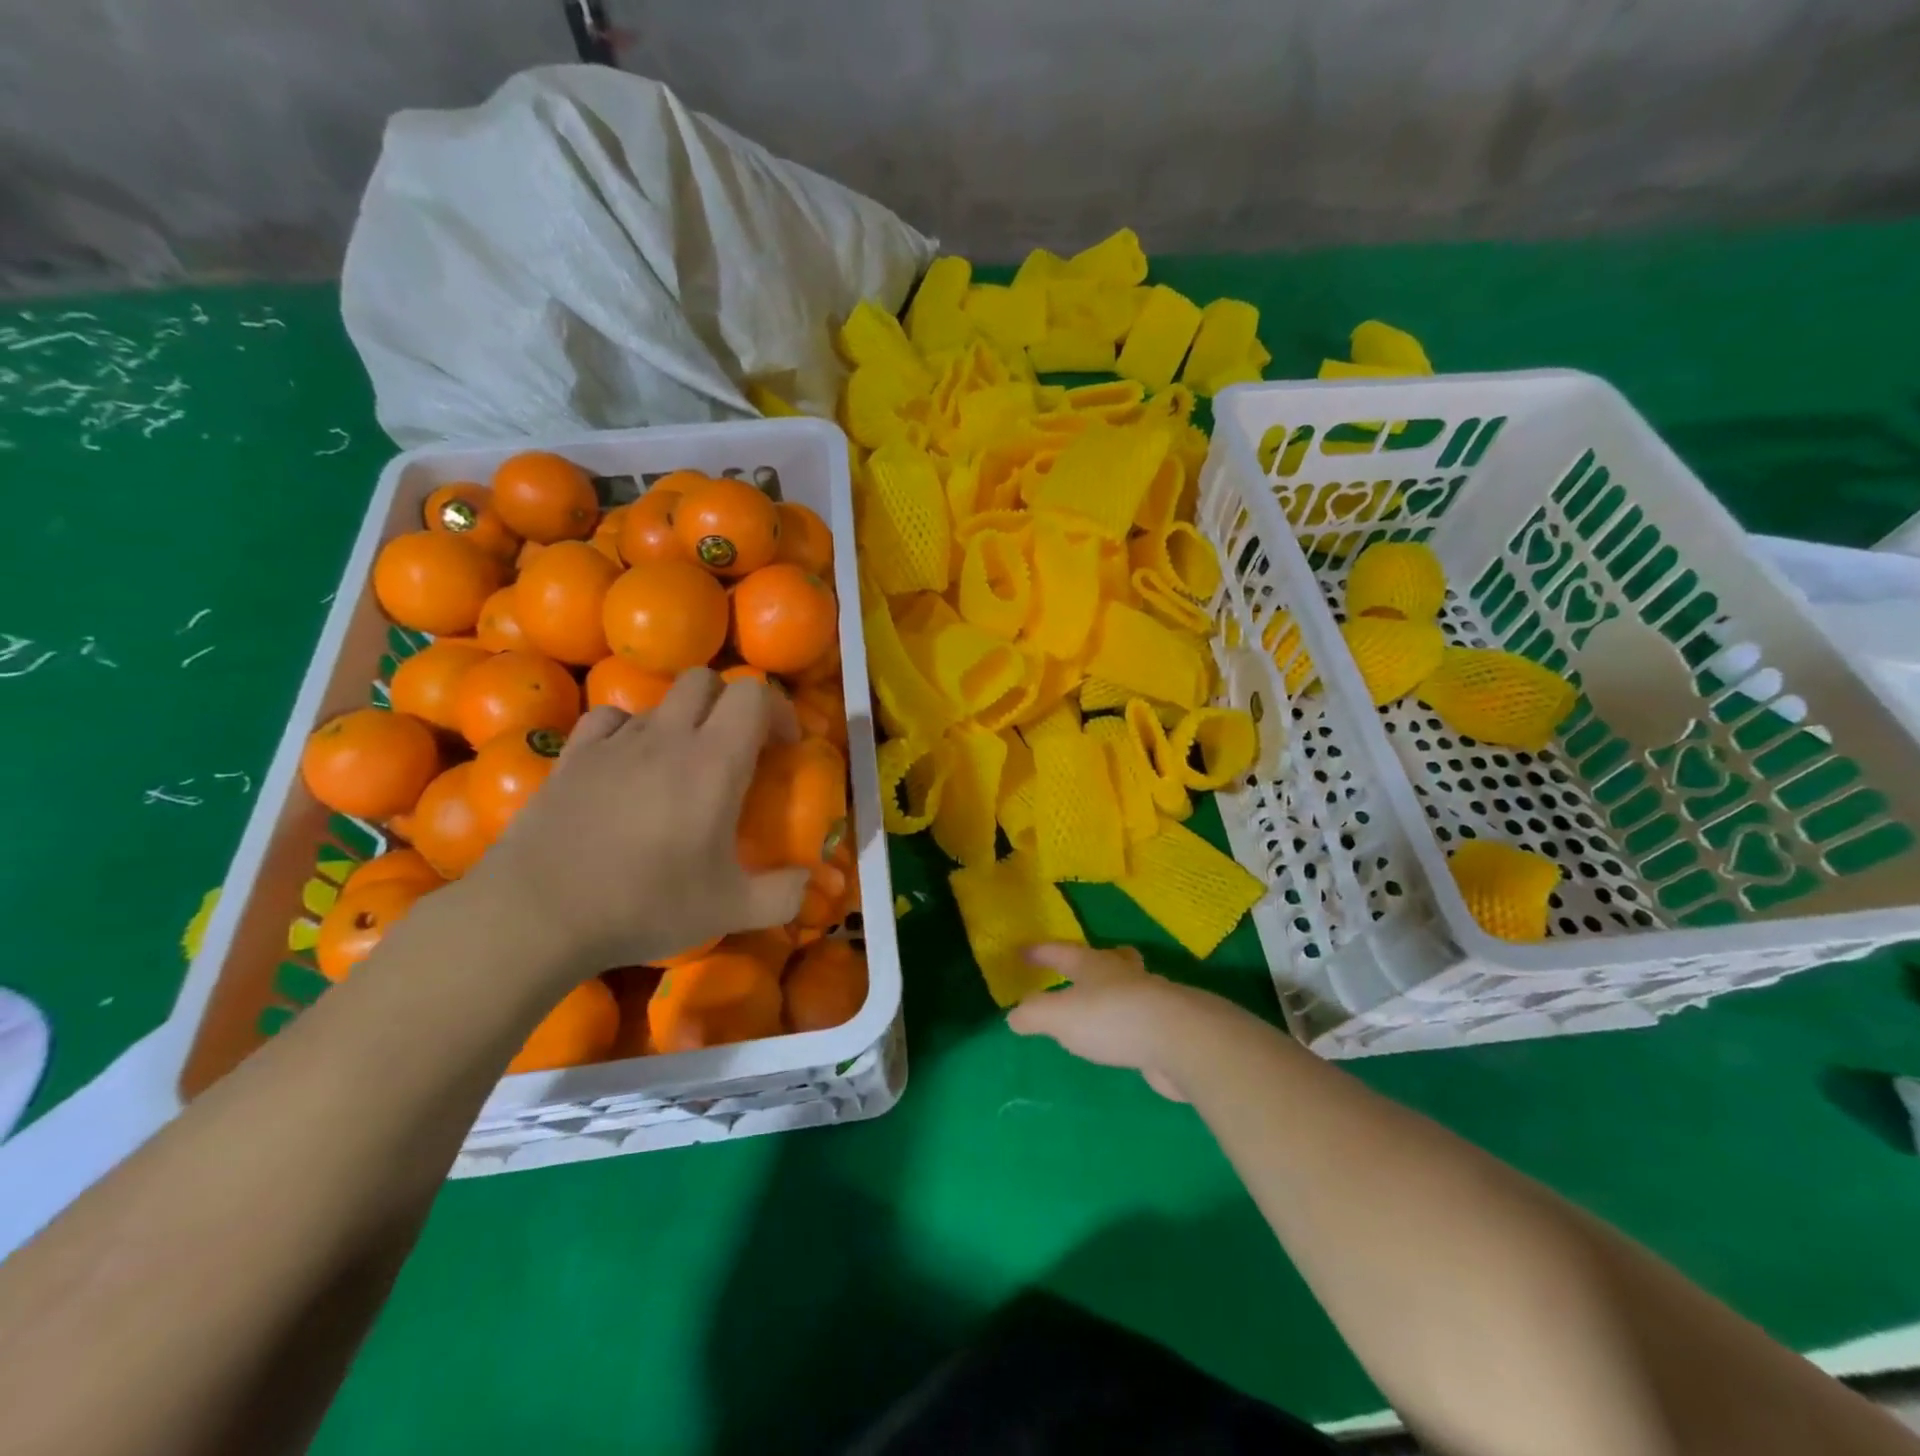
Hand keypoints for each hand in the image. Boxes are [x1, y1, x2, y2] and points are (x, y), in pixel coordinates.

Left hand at [467, 670, 811, 981]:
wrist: (538, 914)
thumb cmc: (645, 904)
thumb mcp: (731, 910)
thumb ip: (784, 894)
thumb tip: (808, 881)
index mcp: (715, 761)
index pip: (754, 694)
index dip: (777, 710)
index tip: (783, 747)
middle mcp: (668, 736)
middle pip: (706, 680)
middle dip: (730, 704)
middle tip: (738, 748)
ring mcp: (615, 742)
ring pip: (659, 701)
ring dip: (683, 720)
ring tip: (682, 765)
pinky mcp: (573, 755)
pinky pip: (609, 719)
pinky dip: (629, 730)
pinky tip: (628, 764)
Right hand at [1006, 945, 1221, 1102]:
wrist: (1179, 1040)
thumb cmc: (1111, 1018)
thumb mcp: (1059, 1017)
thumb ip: (1033, 1015)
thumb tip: (1014, 1015)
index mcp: (1093, 965)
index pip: (1061, 952)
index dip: (1041, 952)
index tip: (1024, 950)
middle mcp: (1123, 975)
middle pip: (1111, 959)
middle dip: (1098, 960)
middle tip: (1089, 962)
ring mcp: (1151, 998)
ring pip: (1132, 985)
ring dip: (1119, 989)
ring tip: (1107, 1002)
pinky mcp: (1170, 1026)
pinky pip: (1146, 1017)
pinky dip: (1134, 1020)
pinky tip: (1130, 1035)